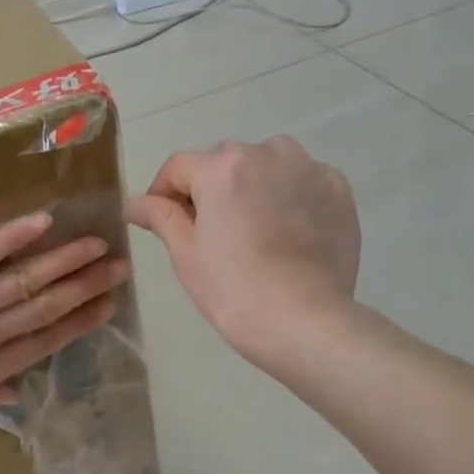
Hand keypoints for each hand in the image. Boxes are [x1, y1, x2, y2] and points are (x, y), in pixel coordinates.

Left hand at [0, 212, 126, 457]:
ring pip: (20, 283)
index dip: (78, 323)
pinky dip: (8, 240)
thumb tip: (13, 391)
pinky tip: (41, 222)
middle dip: (84, 288)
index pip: (43, 343)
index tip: (107, 306)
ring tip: (95, 245)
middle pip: (43, 309)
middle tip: (119, 267)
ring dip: (62, 263)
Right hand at [127, 137, 359, 363]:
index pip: (178, 166)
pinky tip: (287, 232)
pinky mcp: (338, 189)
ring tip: (252, 227)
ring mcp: (309, 168)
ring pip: (267, 164)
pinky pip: (303, 181)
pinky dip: (290, 196)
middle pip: (224, 162)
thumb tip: (135, 203)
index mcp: (222, 167)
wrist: (303, 320)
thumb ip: (161, 217)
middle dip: (211, 188)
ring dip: (253, 184)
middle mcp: (267, 153)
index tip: (160, 219)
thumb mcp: (187, 255)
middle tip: (210, 232)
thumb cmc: (234, 291)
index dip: (162, 191)